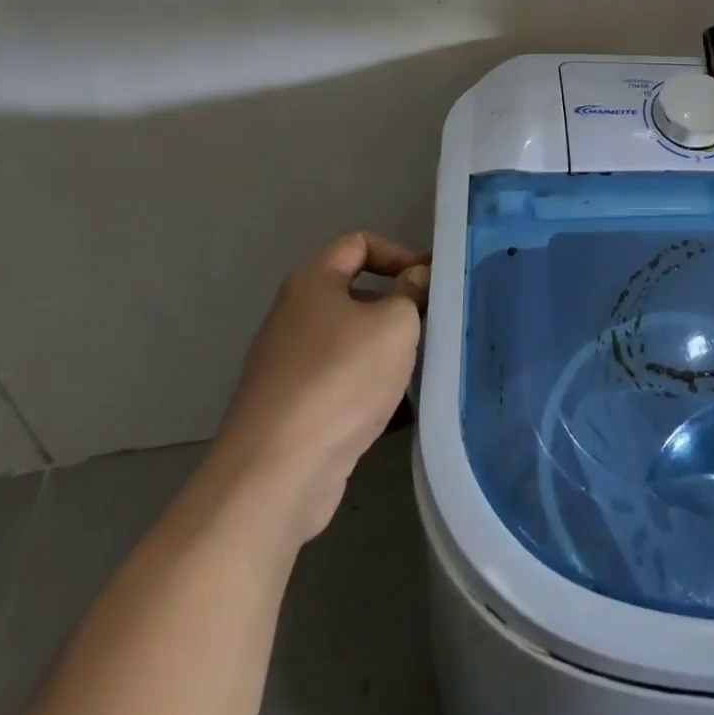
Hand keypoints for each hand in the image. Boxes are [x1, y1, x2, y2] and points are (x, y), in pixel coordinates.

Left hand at [211, 231, 427, 550]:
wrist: (277, 471)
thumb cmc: (341, 378)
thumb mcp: (395, 324)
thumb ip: (411, 292)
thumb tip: (415, 278)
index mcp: (313, 283)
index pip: (358, 243)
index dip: (398, 253)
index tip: (430, 281)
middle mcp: (296, 316)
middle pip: (356, 294)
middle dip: (399, 307)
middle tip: (436, 325)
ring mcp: (291, 365)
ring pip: (353, 343)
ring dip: (389, 352)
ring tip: (426, 368)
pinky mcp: (294, 409)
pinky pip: (343, 384)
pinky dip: (372, 390)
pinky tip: (403, 410)